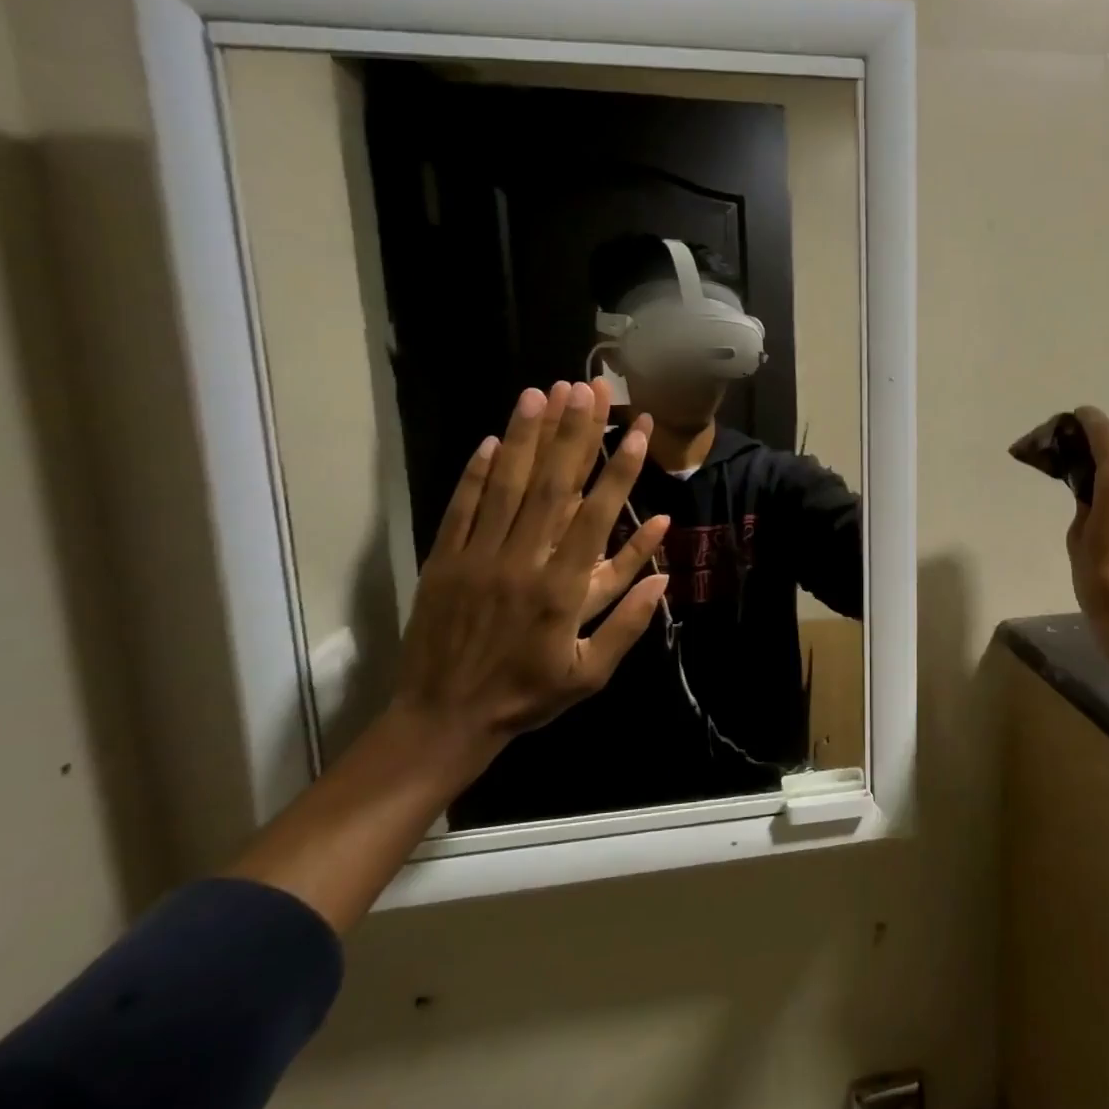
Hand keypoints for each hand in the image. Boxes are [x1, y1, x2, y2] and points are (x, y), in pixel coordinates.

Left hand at [391, 378, 669, 748]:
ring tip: (543, 393)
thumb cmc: (526, 697)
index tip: (637, 430)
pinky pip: (461, 508)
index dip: (619, 469)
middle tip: (591, 388)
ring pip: (506, 485)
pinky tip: (490, 439)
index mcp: (561, 590)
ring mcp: (477, 557)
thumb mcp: (591, 674)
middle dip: (575, 432)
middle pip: (552, 485)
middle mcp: (521, 562)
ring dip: (526, 436)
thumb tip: (665, 574)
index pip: (597, 515)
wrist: (443, 720)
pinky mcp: (443, 561)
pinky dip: (475, 472)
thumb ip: (629, 622)